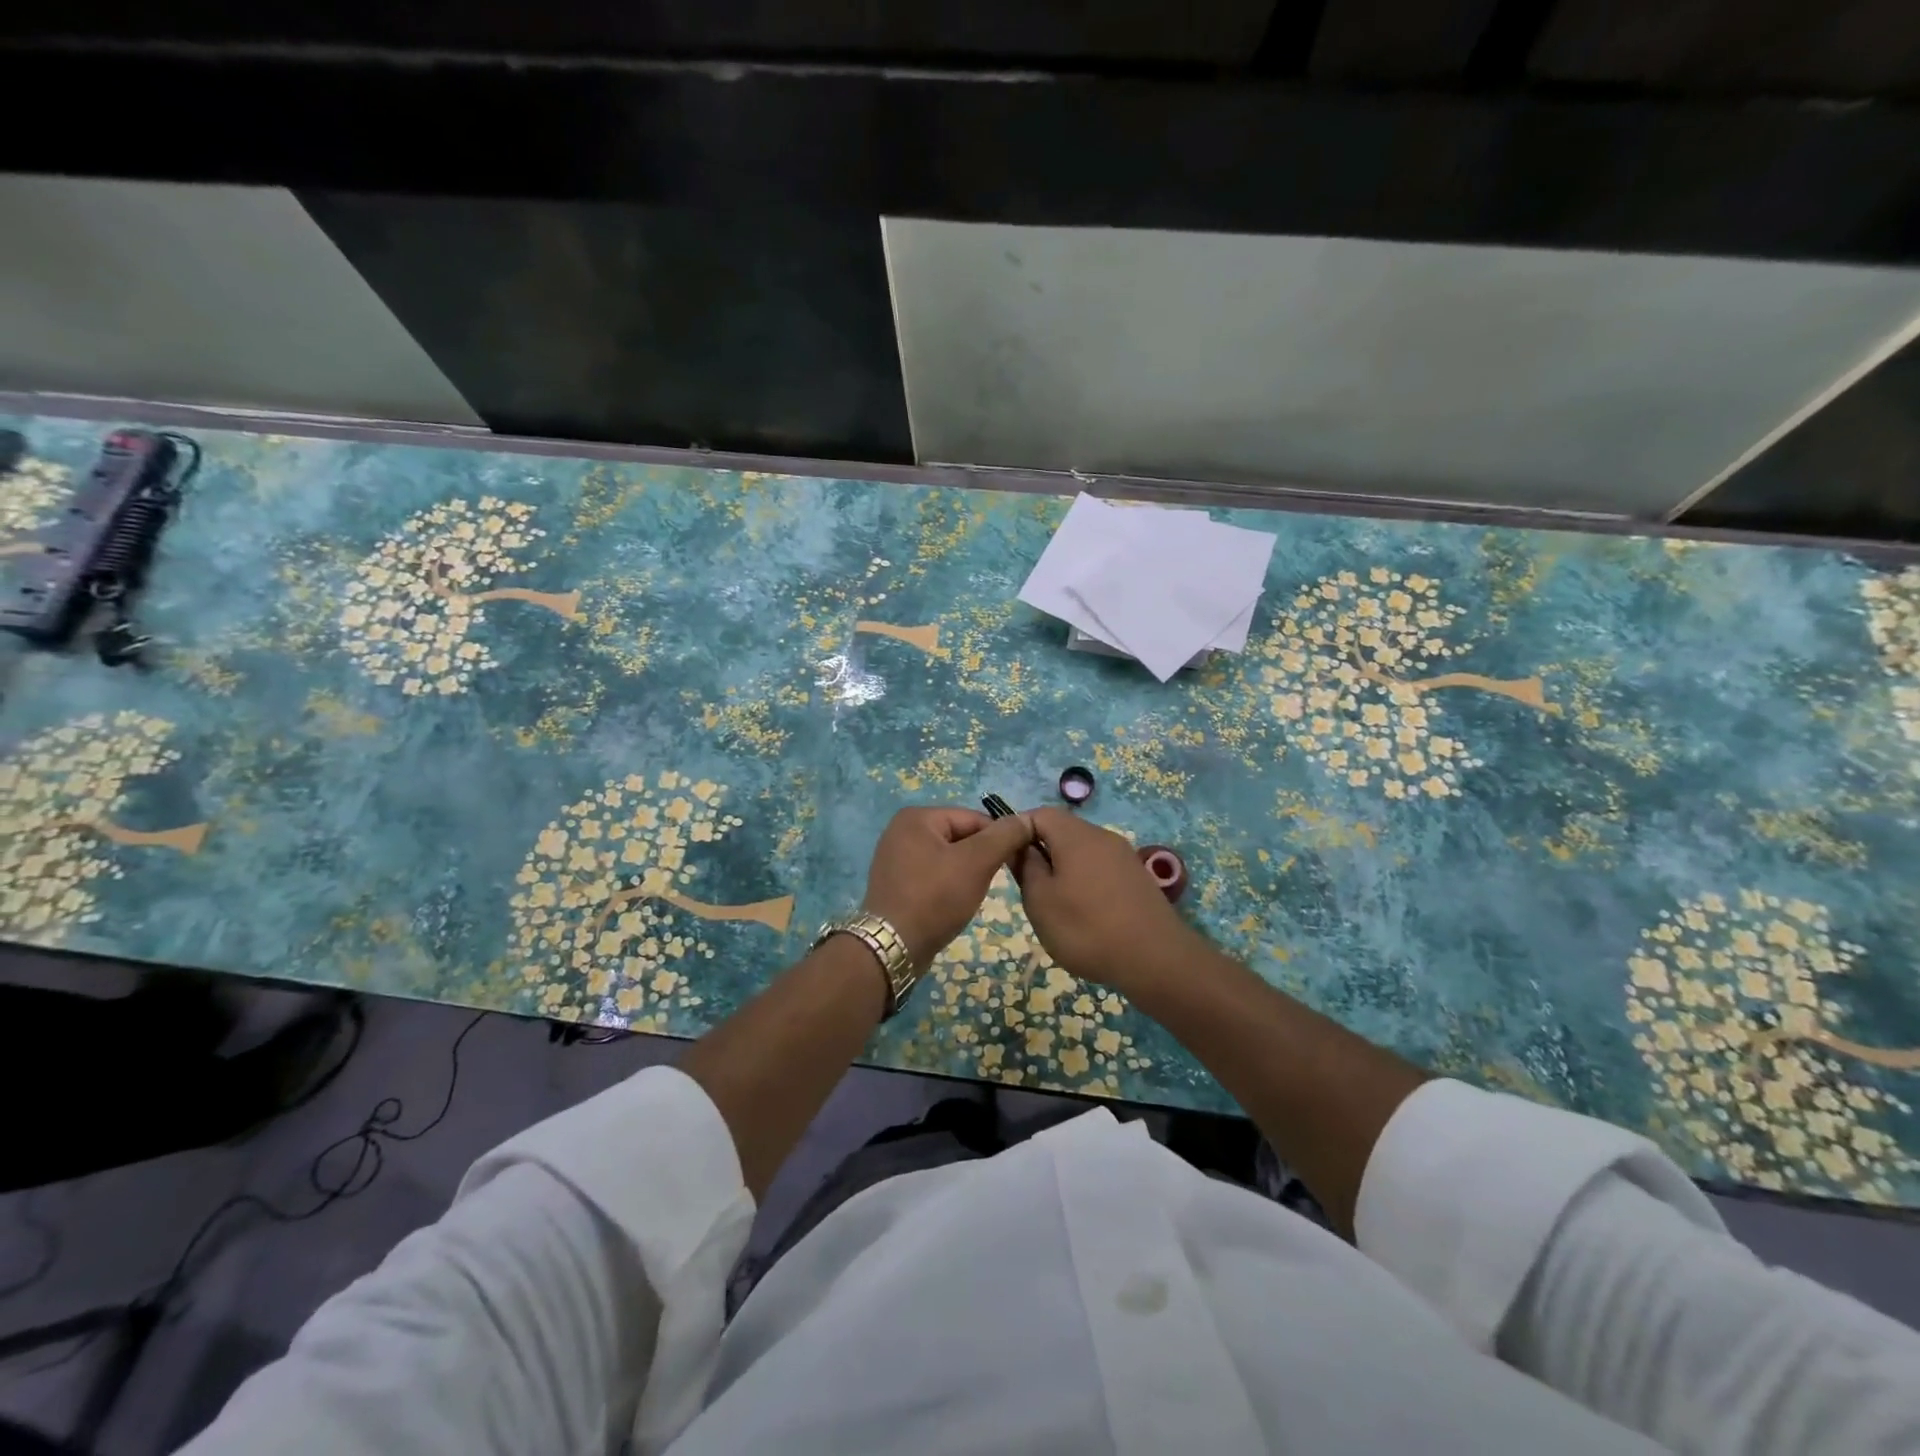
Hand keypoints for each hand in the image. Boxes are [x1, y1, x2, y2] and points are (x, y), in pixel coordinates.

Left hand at [861, 807, 1036, 968]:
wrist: (894, 947)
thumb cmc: (936, 897)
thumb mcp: (976, 862)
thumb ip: (1004, 836)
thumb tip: (1027, 818)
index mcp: (917, 817)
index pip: (974, 818)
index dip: (999, 838)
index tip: (1017, 861)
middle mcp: (902, 830)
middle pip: (960, 837)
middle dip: (981, 857)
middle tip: (995, 881)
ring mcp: (896, 858)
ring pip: (948, 858)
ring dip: (967, 873)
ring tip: (974, 894)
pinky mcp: (896, 883)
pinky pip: (933, 875)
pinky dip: (949, 885)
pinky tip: (955, 903)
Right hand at [1010, 807, 1204, 992]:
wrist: (1156, 960)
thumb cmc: (1087, 928)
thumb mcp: (1040, 901)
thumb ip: (1025, 867)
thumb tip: (1020, 847)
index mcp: (1076, 835)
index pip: (1039, 814)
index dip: (1017, 830)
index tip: (1006, 859)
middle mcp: (1102, 836)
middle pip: (1062, 831)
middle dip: (1040, 853)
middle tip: (1028, 888)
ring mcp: (1124, 856)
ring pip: (1081, 852)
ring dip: (1062, 871)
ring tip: (1055, 906)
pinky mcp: (1137, 878)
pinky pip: (1100, 869)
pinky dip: (1084, 883)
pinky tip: (1084, 915)